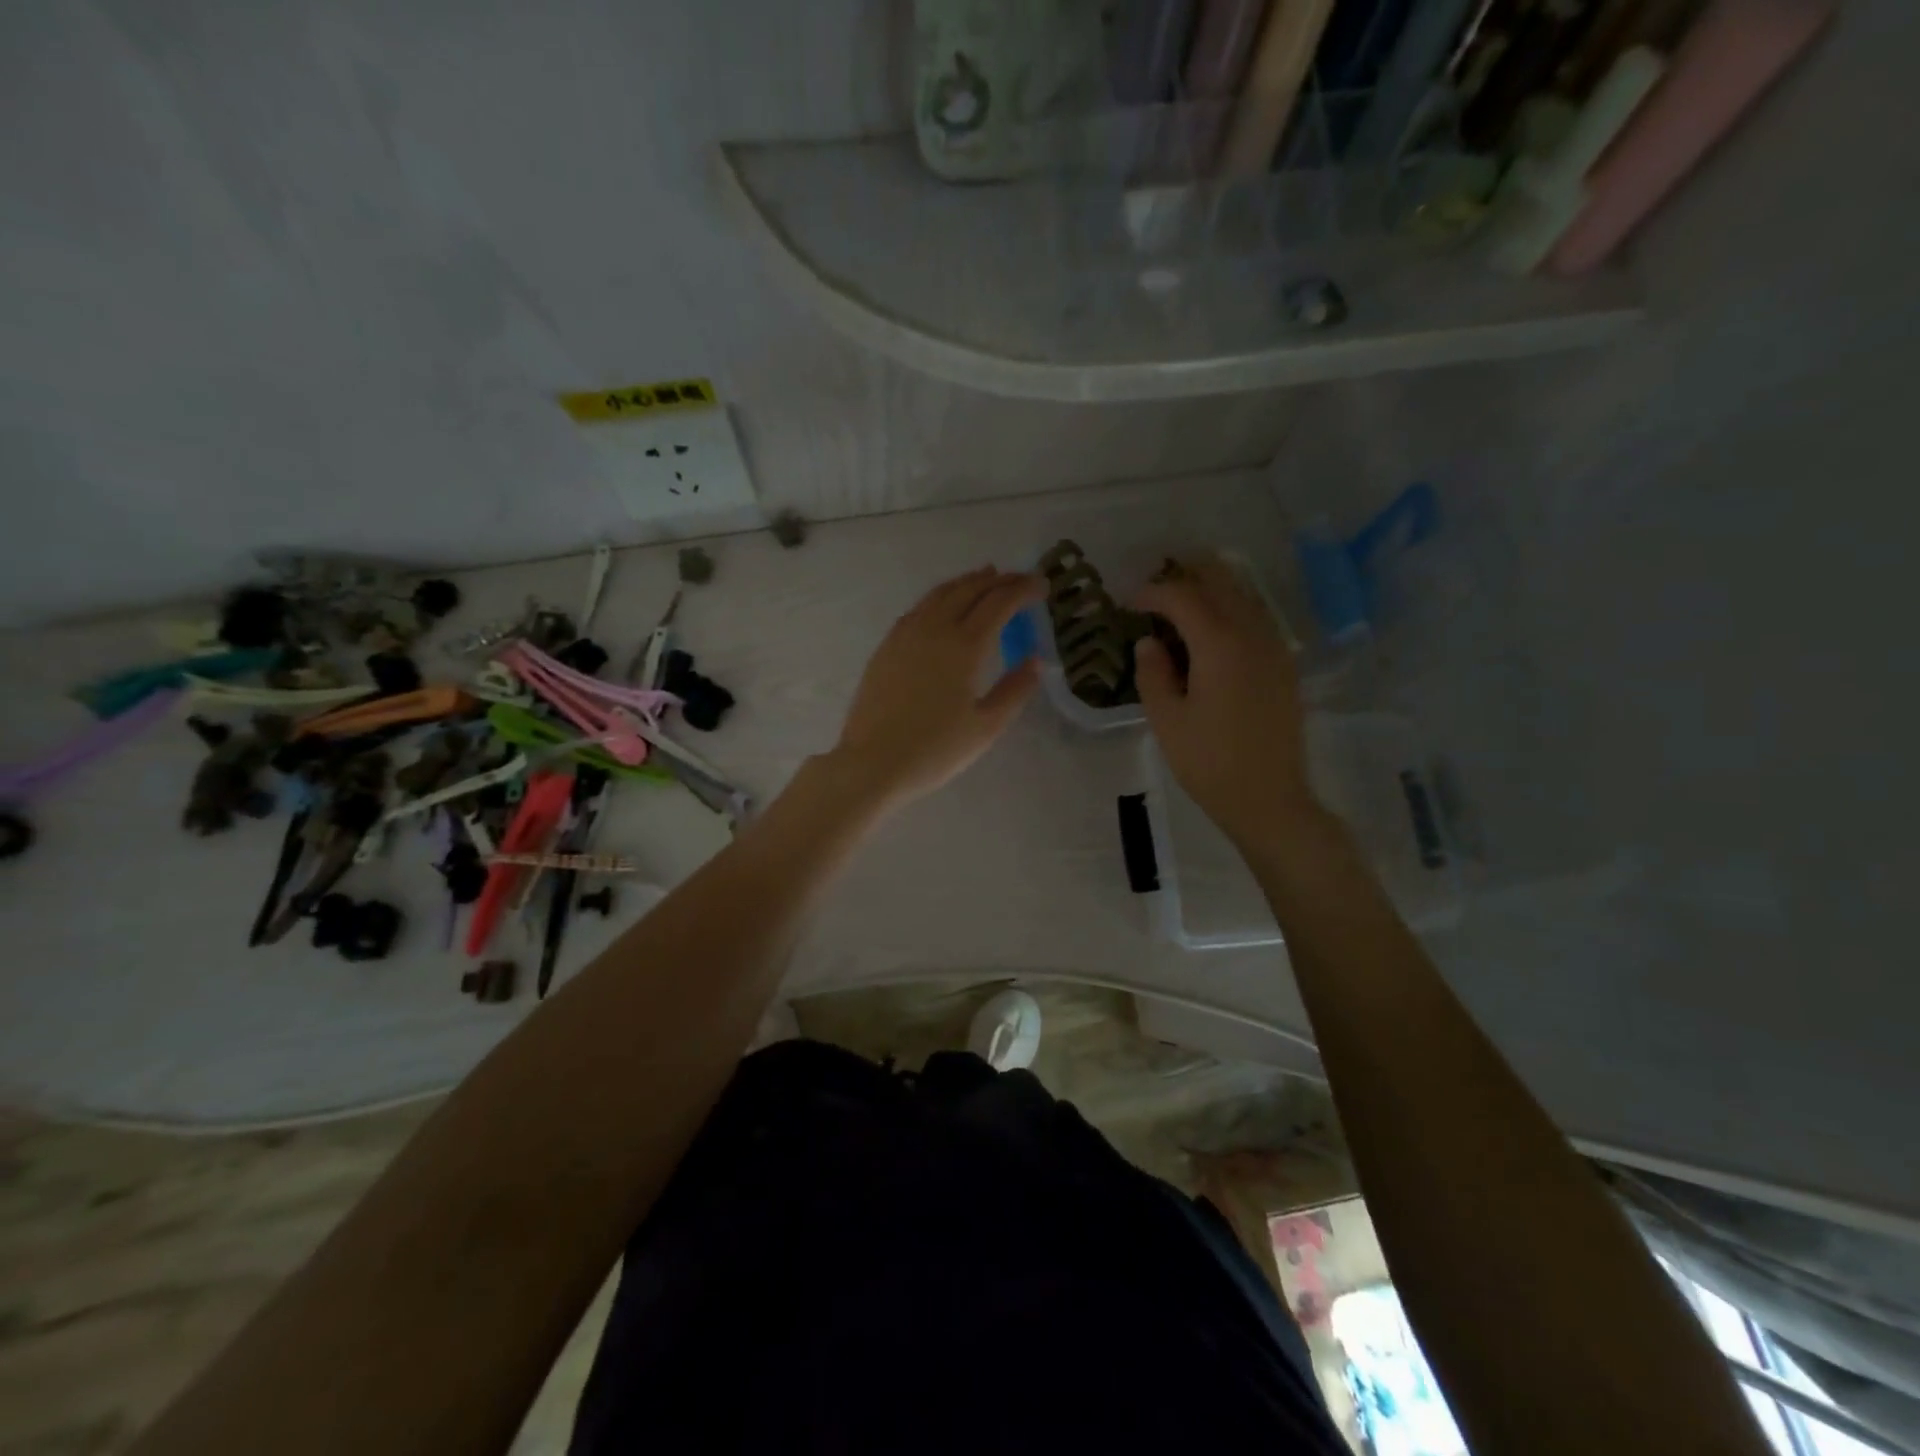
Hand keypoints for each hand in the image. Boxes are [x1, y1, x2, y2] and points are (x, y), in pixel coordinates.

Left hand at [827, 567, 1042, 810]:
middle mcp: (935, 628)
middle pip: (970, 589)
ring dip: (967, 582)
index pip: (1000, 603)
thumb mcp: (986, 726)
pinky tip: (944, 605)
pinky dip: (941, 596)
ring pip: (940, 593)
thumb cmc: (935, 750)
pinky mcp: (887, 646)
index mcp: (964, 645)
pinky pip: (919, 607)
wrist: (872, 762)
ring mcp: (906, 634)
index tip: (1042, 586)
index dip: (1023, 589)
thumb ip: (1014, 690)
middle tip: (1020, 579)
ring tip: (986, 577)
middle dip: (999, 580)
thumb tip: (1035, 661)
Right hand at [1134, 555, 1316, 848]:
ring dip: (1209, 588)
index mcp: (1219, 644)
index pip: (1182, 596)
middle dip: (1184, 576)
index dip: (1151, 592)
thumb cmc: (1209, 763)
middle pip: (1219, 581)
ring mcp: (1274, 647)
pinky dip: (1230, 608)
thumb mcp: (1167, 720)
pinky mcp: (1284, 664)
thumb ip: (1152, 673)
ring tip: (1178, 603)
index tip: (1127, 602)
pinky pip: (1256, 617)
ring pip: (1242, 594)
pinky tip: (1210, 630)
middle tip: (1153, 591)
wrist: (1268, 798)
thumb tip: (1148, 642)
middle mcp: (1252, 634)